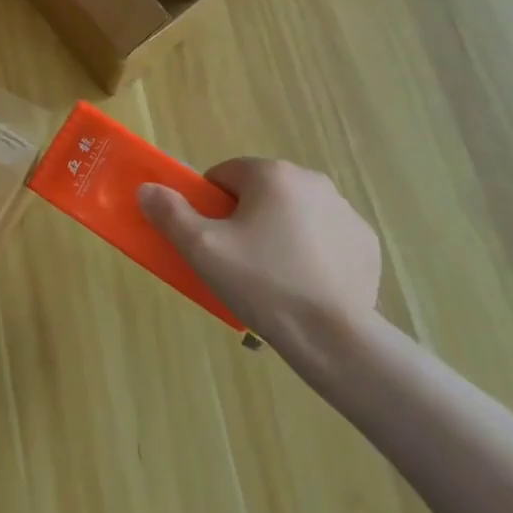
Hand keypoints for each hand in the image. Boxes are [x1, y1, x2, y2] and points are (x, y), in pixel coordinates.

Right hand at [138, 158, 381, 349]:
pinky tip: (304, 285)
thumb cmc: (262, 283)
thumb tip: (146, 188)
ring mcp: (345, 212)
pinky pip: (325, 238)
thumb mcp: (202, 248)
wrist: (334, 337)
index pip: (224, 176)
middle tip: (236, 261)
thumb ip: (170, 213)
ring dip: (278, 233)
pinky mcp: (365, 244)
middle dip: (245, 219)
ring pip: (293, 214)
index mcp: (272, 174)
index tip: (210, 240)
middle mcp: (312, 181)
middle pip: (260, 193)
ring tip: (271, 278)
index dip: (209, 206)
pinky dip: (311, 253)